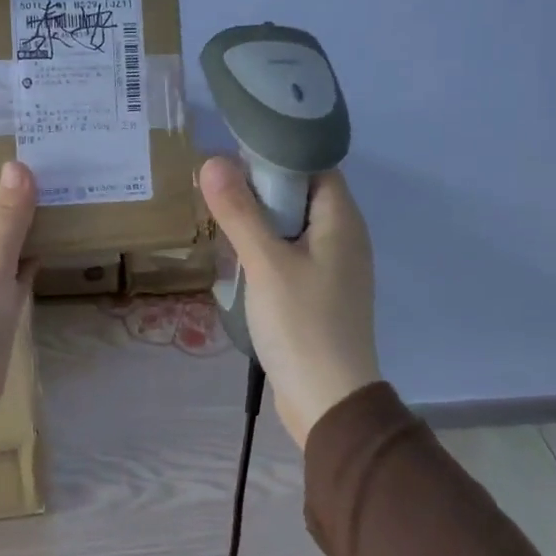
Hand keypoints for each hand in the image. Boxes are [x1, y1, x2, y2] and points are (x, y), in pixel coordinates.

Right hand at [199, 159, 381, 448]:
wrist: (328, 401)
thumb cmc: (302, 324)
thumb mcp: (265, 263)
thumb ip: (240, 211)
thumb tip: (213, 160)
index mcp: (341, 220)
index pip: (313, 164)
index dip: (276, 154)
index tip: (233, 155)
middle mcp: (343, 237)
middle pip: (300, 194)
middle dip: (259, 188)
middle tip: (217, 189)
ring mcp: (333, 268)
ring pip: (291, 226)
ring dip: (258, 221)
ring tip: (219, 220)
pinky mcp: (319, 293)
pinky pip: (290, 255)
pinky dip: (265, 250)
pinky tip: (237, 259)